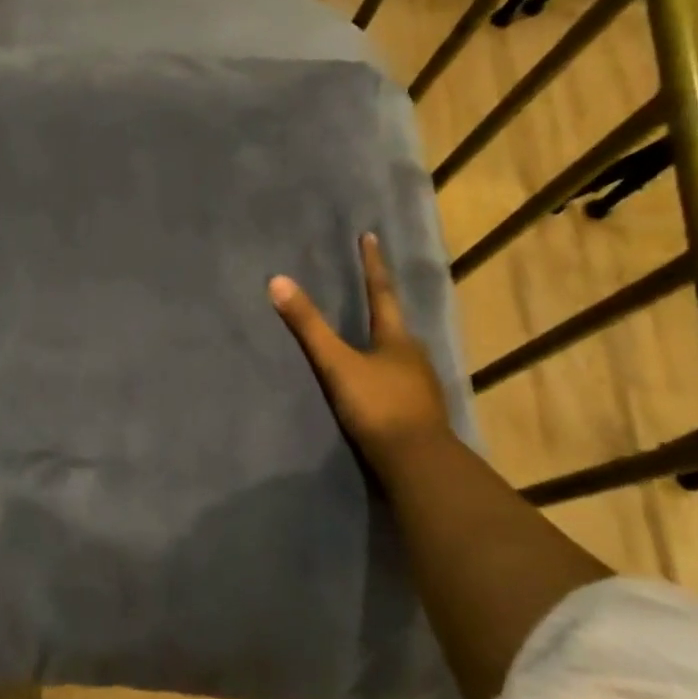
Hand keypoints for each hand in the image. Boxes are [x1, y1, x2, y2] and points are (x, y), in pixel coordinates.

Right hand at [269, 233, 448, 469]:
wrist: (416, 461)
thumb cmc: (377, 405)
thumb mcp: (336, 364)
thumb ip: (308, 326)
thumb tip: (277, 281)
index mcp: (396, 338)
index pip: (381, 292)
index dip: (373, 264)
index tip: (370, 236)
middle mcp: (413, 355)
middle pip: (394, 323)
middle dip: (380, 305)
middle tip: (366, 289)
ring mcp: (419, 385)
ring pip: (398, 354)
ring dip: (383, 342)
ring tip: (366, 337)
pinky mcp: (417, 411)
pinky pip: (398, 380)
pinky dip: (384, 372)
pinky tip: (376, 382)